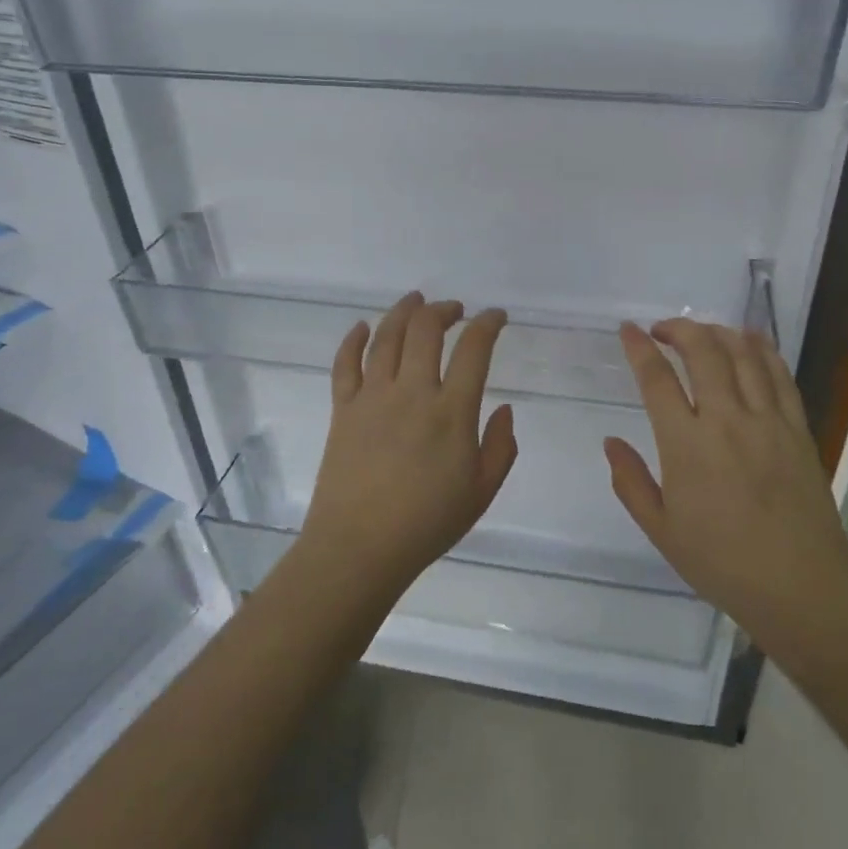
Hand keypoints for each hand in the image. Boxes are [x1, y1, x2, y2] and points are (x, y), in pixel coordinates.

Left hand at [298, 292, 517, 597]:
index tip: (496, 316)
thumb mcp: (482, 491)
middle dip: (444, 310)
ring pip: (386, 337)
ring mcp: (372, 397)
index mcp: (451, 411)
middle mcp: (411, 392)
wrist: (359, 548)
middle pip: (425, 330)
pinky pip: (345, 364)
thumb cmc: (427, 523)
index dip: (488, 324)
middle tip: (455, 309)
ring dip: (403, 311)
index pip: (473, 349)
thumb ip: (501, 446)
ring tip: (416, 300)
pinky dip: (354, 339)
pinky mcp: (342, 409)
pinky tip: (364, 327)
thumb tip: (505, 408)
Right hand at [604, 320, 847, 646]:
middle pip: (702, 351)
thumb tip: (611, 442)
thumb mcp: (660, 530)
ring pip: (742, 354)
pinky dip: (762, 349)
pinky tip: (750, 341)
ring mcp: (767, 420)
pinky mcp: (798, 428)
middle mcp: (725, 420)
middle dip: (678, 329)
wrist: (799, 587)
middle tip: (663, 330)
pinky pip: (780, 374)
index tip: (628, 330)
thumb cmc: (721, 563)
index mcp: (686, 445)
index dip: (639, 348)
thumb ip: (631, 481)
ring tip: (702, 333)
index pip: (657, 379)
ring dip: (717, 332)